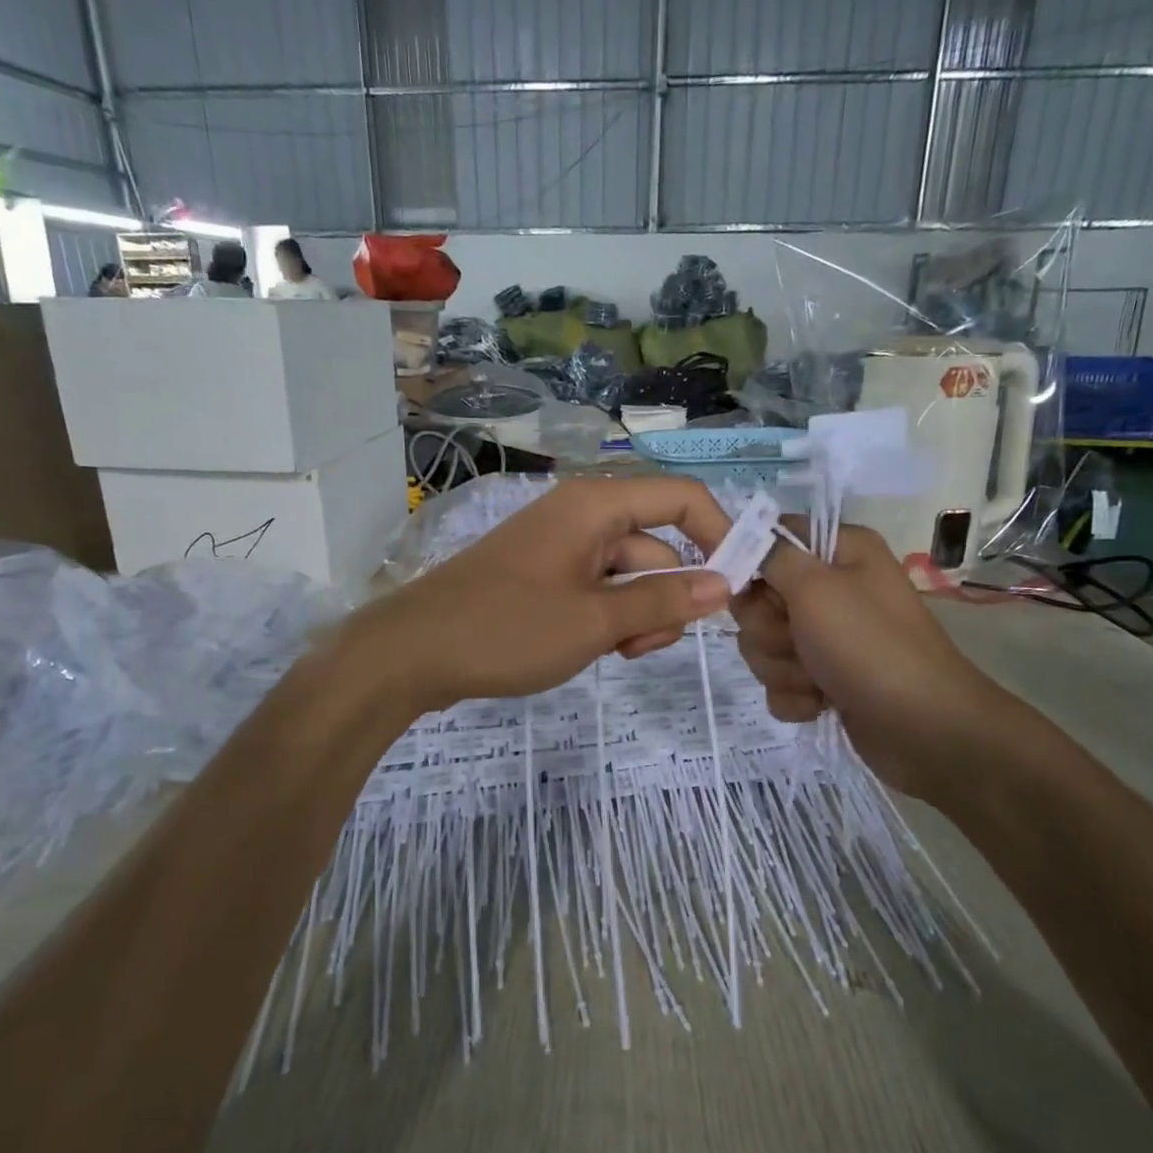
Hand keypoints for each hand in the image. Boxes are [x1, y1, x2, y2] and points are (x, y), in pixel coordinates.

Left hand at [342, 477, 734, 713]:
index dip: (720, 535)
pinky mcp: (543, 576)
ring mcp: (559, 546)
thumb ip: (663, 601)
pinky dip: (607, 617)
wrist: (412, 652)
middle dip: (666, 596)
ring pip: (628, 575)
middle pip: (656, 545)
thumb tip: (725, 583)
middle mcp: (581, 514)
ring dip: (636, 615)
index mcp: (596, 504)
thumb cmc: (507, 629)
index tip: (740, 588)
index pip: (683, 499)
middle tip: (648, 645)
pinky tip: (591, 649)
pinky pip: (597, 589)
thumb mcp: (595, 621)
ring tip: (613, 653)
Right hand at [732, 521, 1014, 802]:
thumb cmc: (869, 645)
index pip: (773, 536)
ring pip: (763, 643)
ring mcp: (826, 637)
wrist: (921, 727)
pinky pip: (779, 680)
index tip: (746, 586)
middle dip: (768, 628)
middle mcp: (832, 588)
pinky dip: (794, 695)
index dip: (752, 560)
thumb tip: (744, 535)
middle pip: (759, 597)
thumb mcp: (816, 587)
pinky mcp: (822, 678)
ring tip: (817, 678)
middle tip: (797, 640)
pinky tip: (821, 702)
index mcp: (839, 552)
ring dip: (781, 666)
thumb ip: (772, 556)